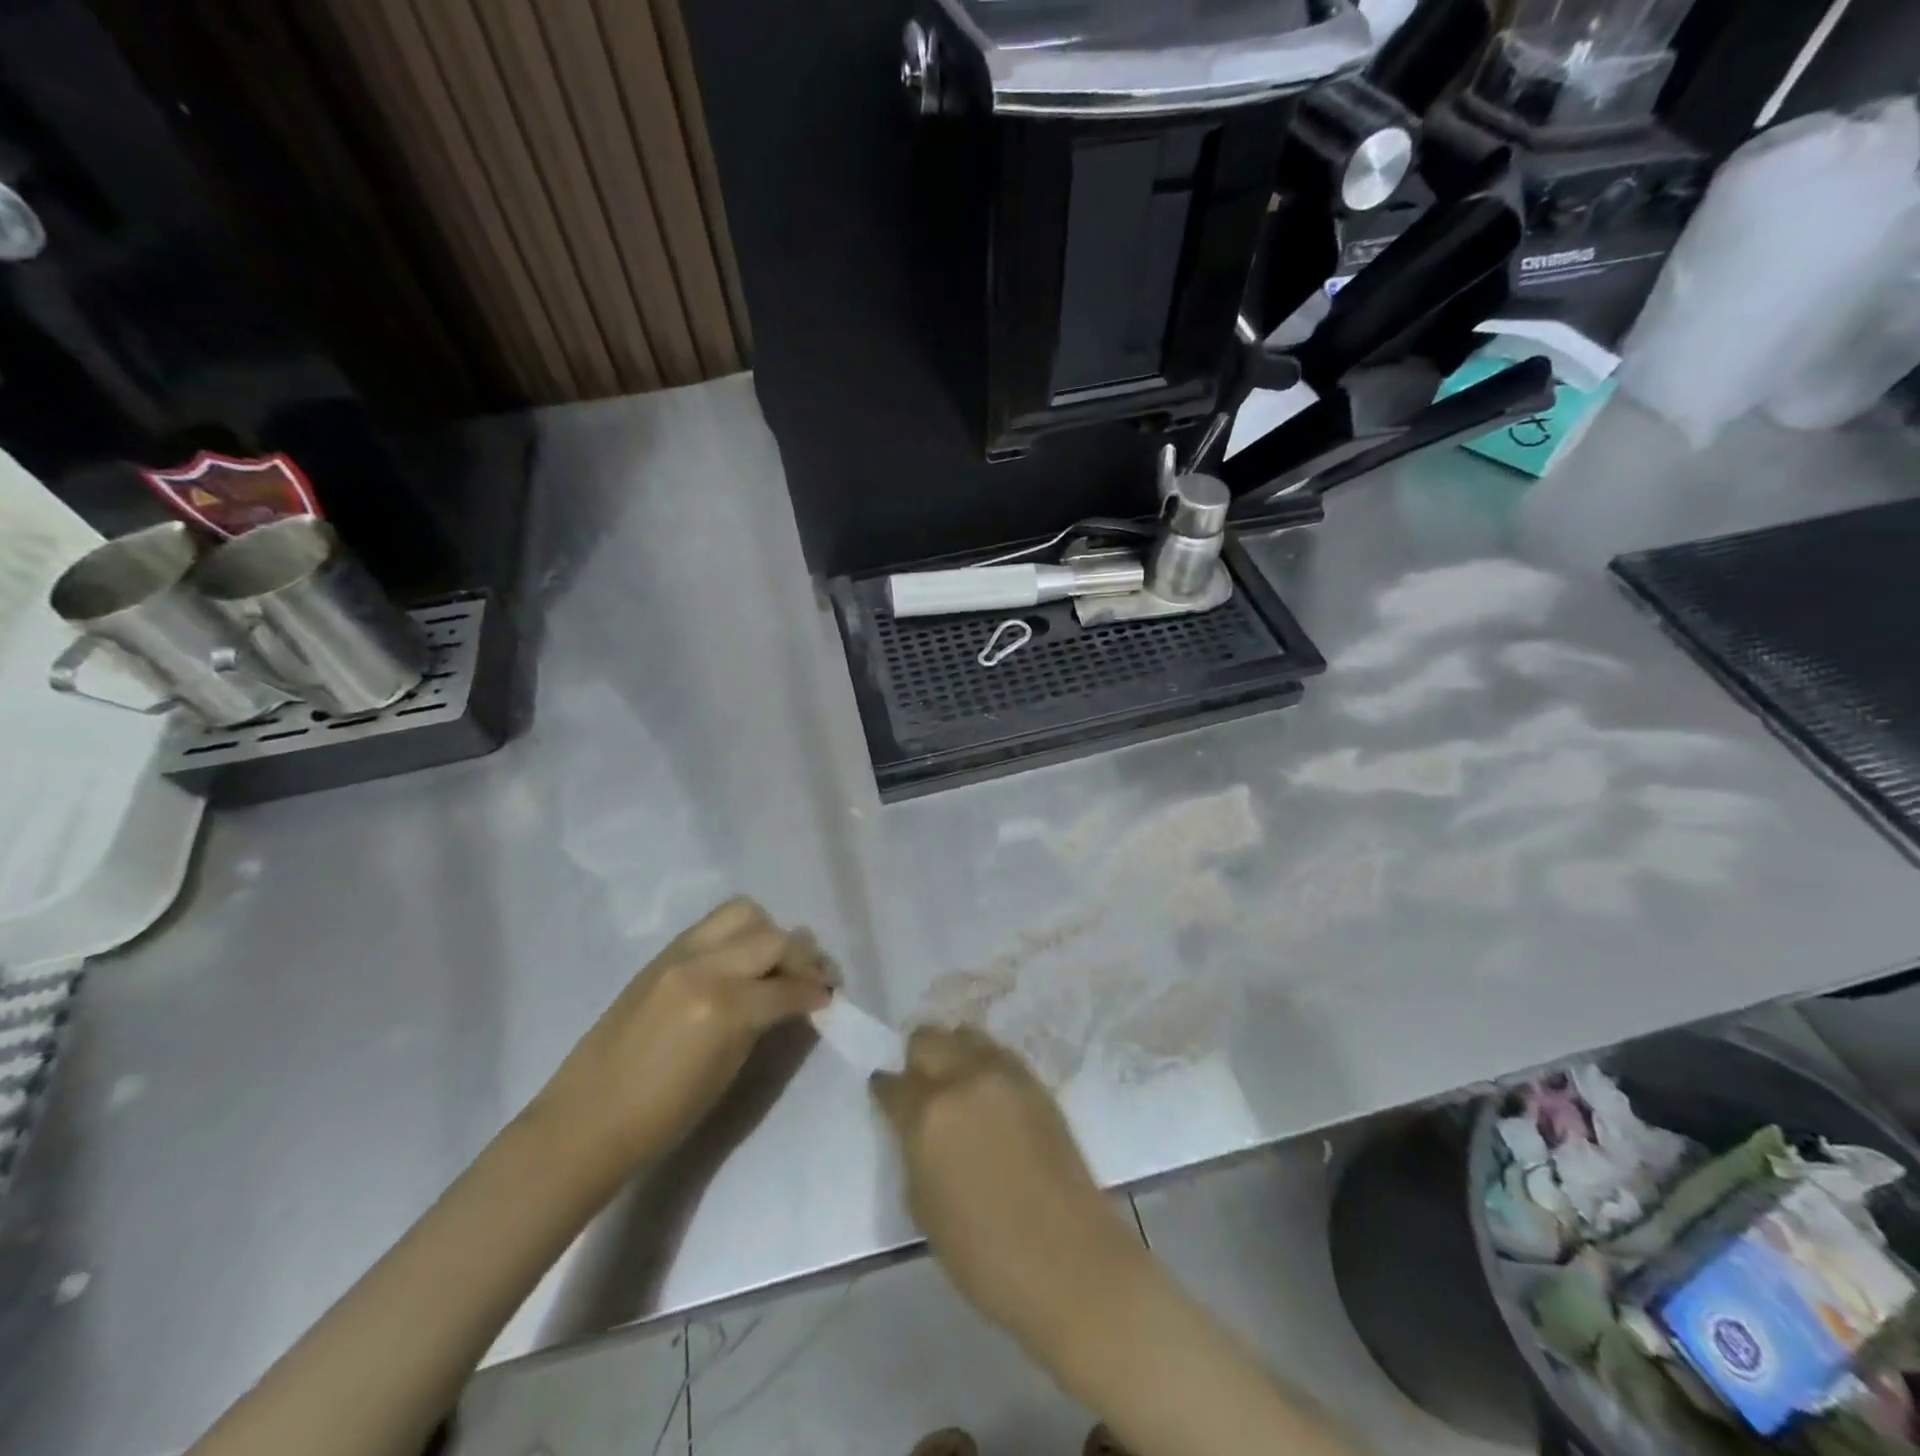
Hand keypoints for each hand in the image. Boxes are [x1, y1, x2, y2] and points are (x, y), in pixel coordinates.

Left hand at [536, 898, 833, 1165]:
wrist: (587, 1120)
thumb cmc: (662, 1116)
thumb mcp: (728, 1070)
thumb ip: (762, 1023)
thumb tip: (792, 999)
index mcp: (723, 1006)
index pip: (787, 986)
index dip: (816, 991)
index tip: (831, 997)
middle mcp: (705, 966)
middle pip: (773, 938)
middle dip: (802, 956)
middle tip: (814, 977)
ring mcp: (680, 954)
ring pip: (744, 914)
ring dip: (769, 933)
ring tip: (776, 960)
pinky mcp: (662, 955)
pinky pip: (714, 925)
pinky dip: (740, 934)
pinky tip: (744, 960)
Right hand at [870, 1026, 1147, 1346]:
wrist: (1068, 1260)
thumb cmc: (984, 1255)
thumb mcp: (924, 1209)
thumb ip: (914, 1154)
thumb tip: (916, 1131)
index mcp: (927, 1116)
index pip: (892, 1084)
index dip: (885, 1090)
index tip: (885, 1096)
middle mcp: (962, 1080)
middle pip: (927, 1040)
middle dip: (917, 1059)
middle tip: (920, 1086)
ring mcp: (1002, 1075)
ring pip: (965, 1035)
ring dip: (953, 1052)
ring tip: (956, 1082)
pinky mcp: (1034, 1081)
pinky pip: (998, 1054)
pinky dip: (985, 1062)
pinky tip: (987, 1091)